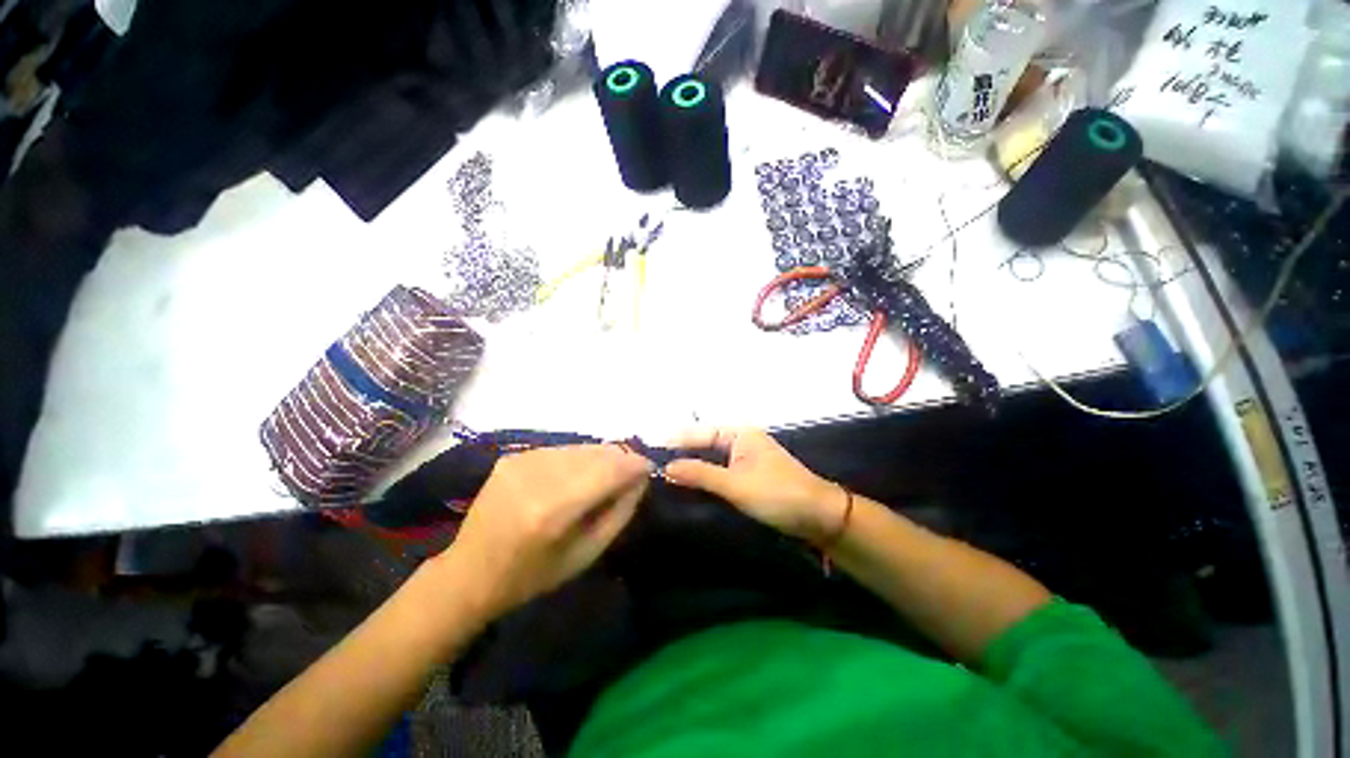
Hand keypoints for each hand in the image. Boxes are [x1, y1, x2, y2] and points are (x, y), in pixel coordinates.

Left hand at [436, 445, 650, 620]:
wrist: (469, 572)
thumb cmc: (533, 575)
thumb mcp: (586, 554)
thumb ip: (620, 512)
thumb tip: (641, 477)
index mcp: (554, 510)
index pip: (609, 471)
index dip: (635, 464)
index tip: (648, 468)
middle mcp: (537, 477)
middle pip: (596, 453)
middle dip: (620, 458)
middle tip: (630, 472)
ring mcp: (522, 461)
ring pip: (580, 447)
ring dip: (600, 457)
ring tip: (605, 474)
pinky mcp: (513, 456)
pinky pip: (561, 450)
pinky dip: (577, 459)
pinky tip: (575, 475)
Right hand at [663, 428, 843, 542]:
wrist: (818, 516)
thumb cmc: (777, 493)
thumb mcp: (735, 484)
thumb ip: (700, 474)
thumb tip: (665, 467)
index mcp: (739, 434)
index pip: (699, 432)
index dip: (675, 441)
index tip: (649, 449)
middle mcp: (740, 441)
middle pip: (703, 444)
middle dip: (680, 453)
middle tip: (651, 463)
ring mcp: (744, 459)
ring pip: (710, 459)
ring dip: (690, 466)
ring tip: (661, 473)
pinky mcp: (747, 476)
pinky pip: (718, 472)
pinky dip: (703, 477)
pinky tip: (687, 484)